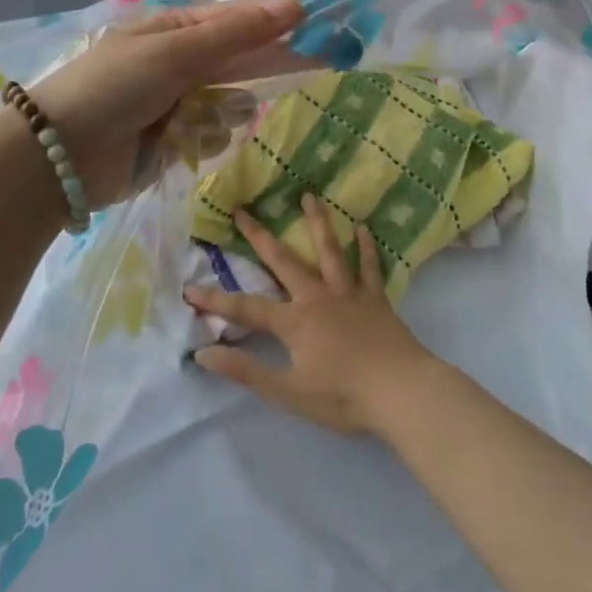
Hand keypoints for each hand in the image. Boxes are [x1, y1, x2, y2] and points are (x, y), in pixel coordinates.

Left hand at [26, 0, 303, 207]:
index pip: (237, 19)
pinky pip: (213, 135)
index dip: (276, 20)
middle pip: (239, 59)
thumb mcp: (175, 52)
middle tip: (320, 61)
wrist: (57, 156)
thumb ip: (236, 34)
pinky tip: (186, 143)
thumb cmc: (113, 88)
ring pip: (231, 102)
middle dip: (267, 63)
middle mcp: (179, 63)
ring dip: (227, 111)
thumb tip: (295, 4)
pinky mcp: (175, 142)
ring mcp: (177, 104)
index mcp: (173, 29)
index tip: (317, 22)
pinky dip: (207, 139)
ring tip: (199, 118)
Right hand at [185, 197, 436, 436]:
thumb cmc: (344, 397)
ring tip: (308, 195)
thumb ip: (247, 372)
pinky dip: (365, 248)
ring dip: (317, 223)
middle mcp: (318, 298)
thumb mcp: (289, 392)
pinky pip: (369, 268)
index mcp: (295, 322)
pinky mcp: (376, 300)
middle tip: (243, 210)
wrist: (402, 392)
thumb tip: (204, 353)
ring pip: (329, 252)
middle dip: (260, 237)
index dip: (216, 300)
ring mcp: (349, 294)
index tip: (189, 288)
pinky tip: (363, 228)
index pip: (246, 309)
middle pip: (284, 262)